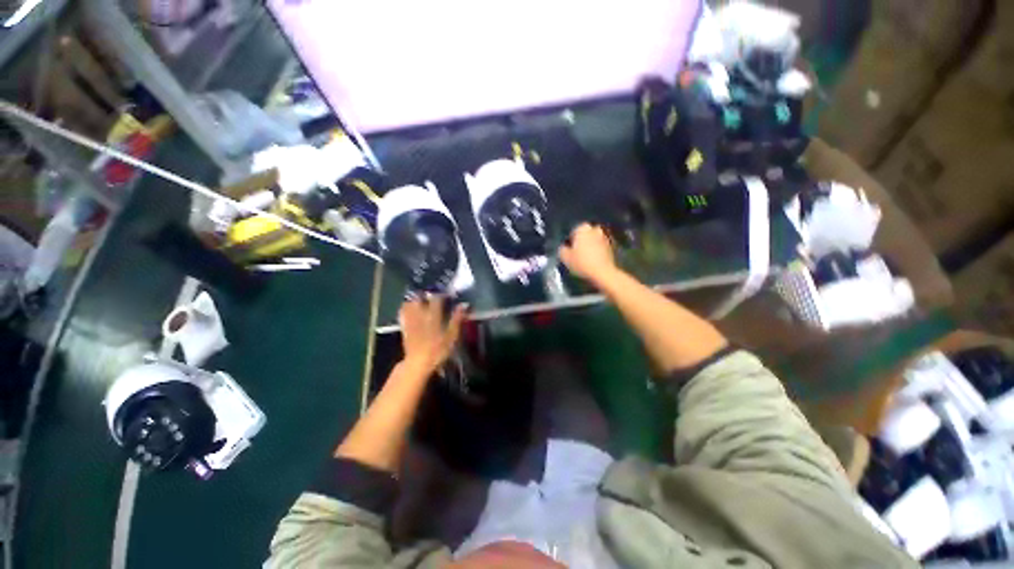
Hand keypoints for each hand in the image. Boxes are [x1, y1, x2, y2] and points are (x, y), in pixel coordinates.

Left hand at [399, 296, 467, 375]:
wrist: (418, 363)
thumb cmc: (438, 350)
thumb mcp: (452, 335)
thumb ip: (457, 318)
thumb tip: (464, 304)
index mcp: (433, 314)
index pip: (437, 298)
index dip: (443, 295)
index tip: (448, 296)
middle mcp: (420, 314)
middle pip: (420, 297)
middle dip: (426, 295)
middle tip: (433, 298)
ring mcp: (410, 320)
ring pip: (410, 303)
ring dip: (415, 300)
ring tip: (422, 302)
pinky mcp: (404, 327)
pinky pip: (403, 313)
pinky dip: (407, 309)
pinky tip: (411, 311)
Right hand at [559, 223, 616, 282]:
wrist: (603, 273)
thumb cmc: (582, 263)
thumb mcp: (565, 257)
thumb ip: (562, 249)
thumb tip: (564, 247)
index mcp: (583, 228)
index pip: (573, 231)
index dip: (570, 241)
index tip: (569, 250)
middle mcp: (595, 229)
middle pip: (585, 235)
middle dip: (581, 242)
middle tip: (577, 253)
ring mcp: (605, 237)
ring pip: (594, 240)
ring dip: (590, 246)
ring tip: (586, 258)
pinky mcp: (613, 246)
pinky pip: (601, 247)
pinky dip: (597, 251)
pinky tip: (594, 261)